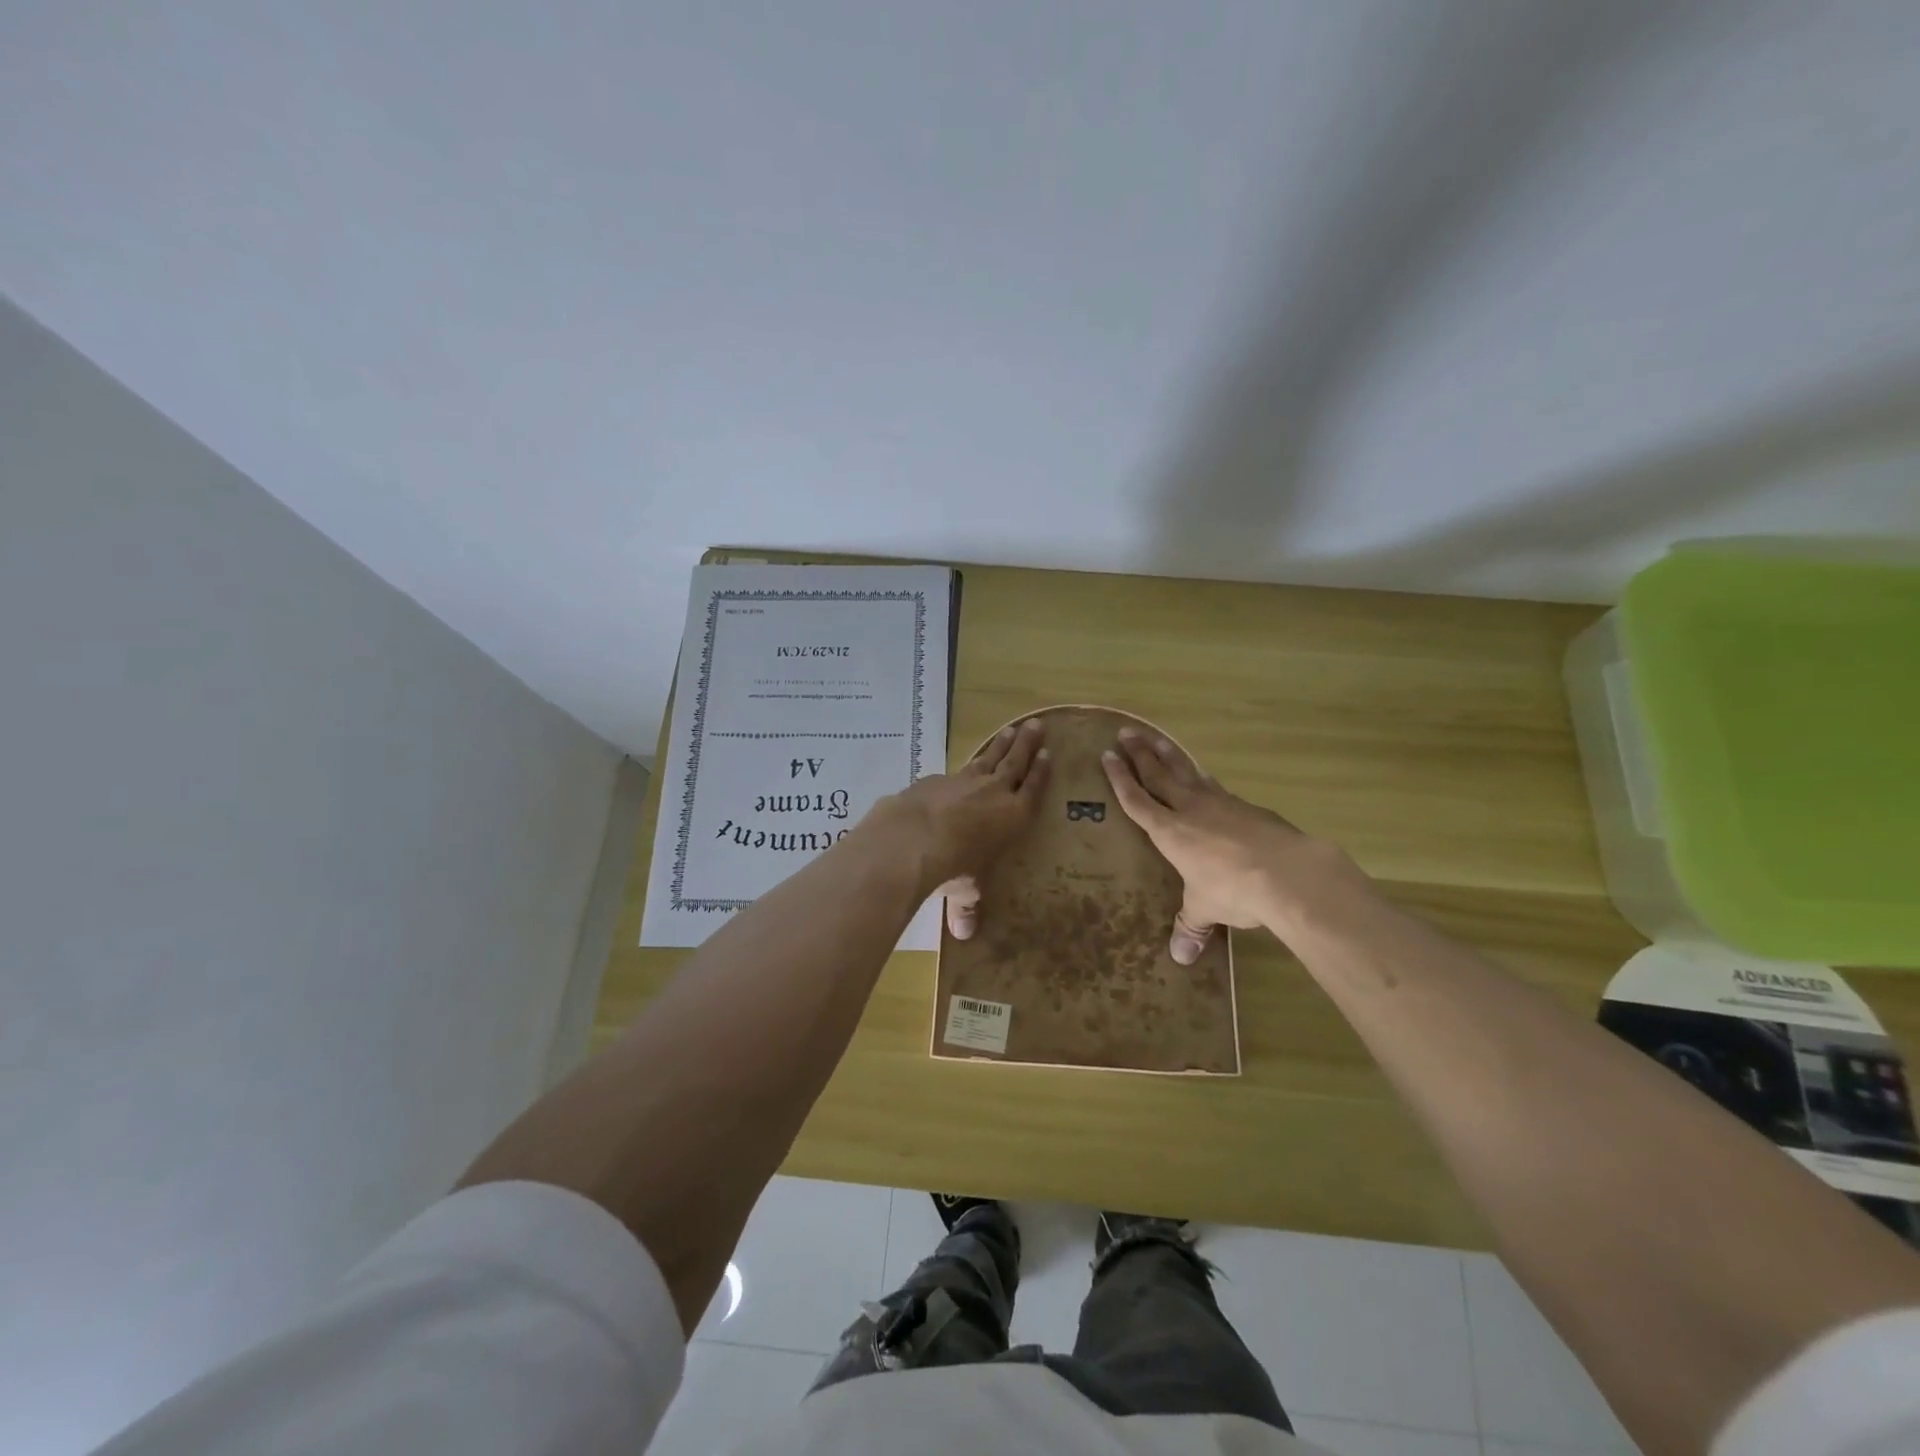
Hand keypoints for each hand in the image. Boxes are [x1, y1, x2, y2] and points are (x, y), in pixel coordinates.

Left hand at [864, 718, 1049, 937]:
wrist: (912, 837)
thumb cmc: (953, 867)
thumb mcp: (965, 891)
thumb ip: (966, 907)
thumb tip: (964, 935)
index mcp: (1012, 816)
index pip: (1032, 789)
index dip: (1040, 773)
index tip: (1047, 754)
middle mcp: (993, 792)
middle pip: (1014, 763)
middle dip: (1026, 744)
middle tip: (1036, 725)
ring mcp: (963, 781)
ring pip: (987, 757)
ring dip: (1000, 744)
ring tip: (1010, 729)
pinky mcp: (936, 779)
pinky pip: (956, 769)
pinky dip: (963, 765)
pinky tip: (960, 767)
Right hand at [1101, 727, 1355, 961]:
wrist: (1288, 871)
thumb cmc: (1234, 889)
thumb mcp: (1207, 909)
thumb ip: (1191, 926)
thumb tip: (1180, 959)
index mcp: (1169, 832)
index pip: (1137, 800)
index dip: (1119, 779)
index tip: (1107, 756)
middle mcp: (1190, 810)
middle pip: (1158, 775)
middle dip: (1139, 754)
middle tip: (1126, 733)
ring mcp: (1220, 803)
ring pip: (1187, 771)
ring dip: (1169, 754)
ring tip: (1156, 738)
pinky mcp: (1246, 806)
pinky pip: (1214, 785)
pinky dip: (1202, 776)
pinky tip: (1202, 774)